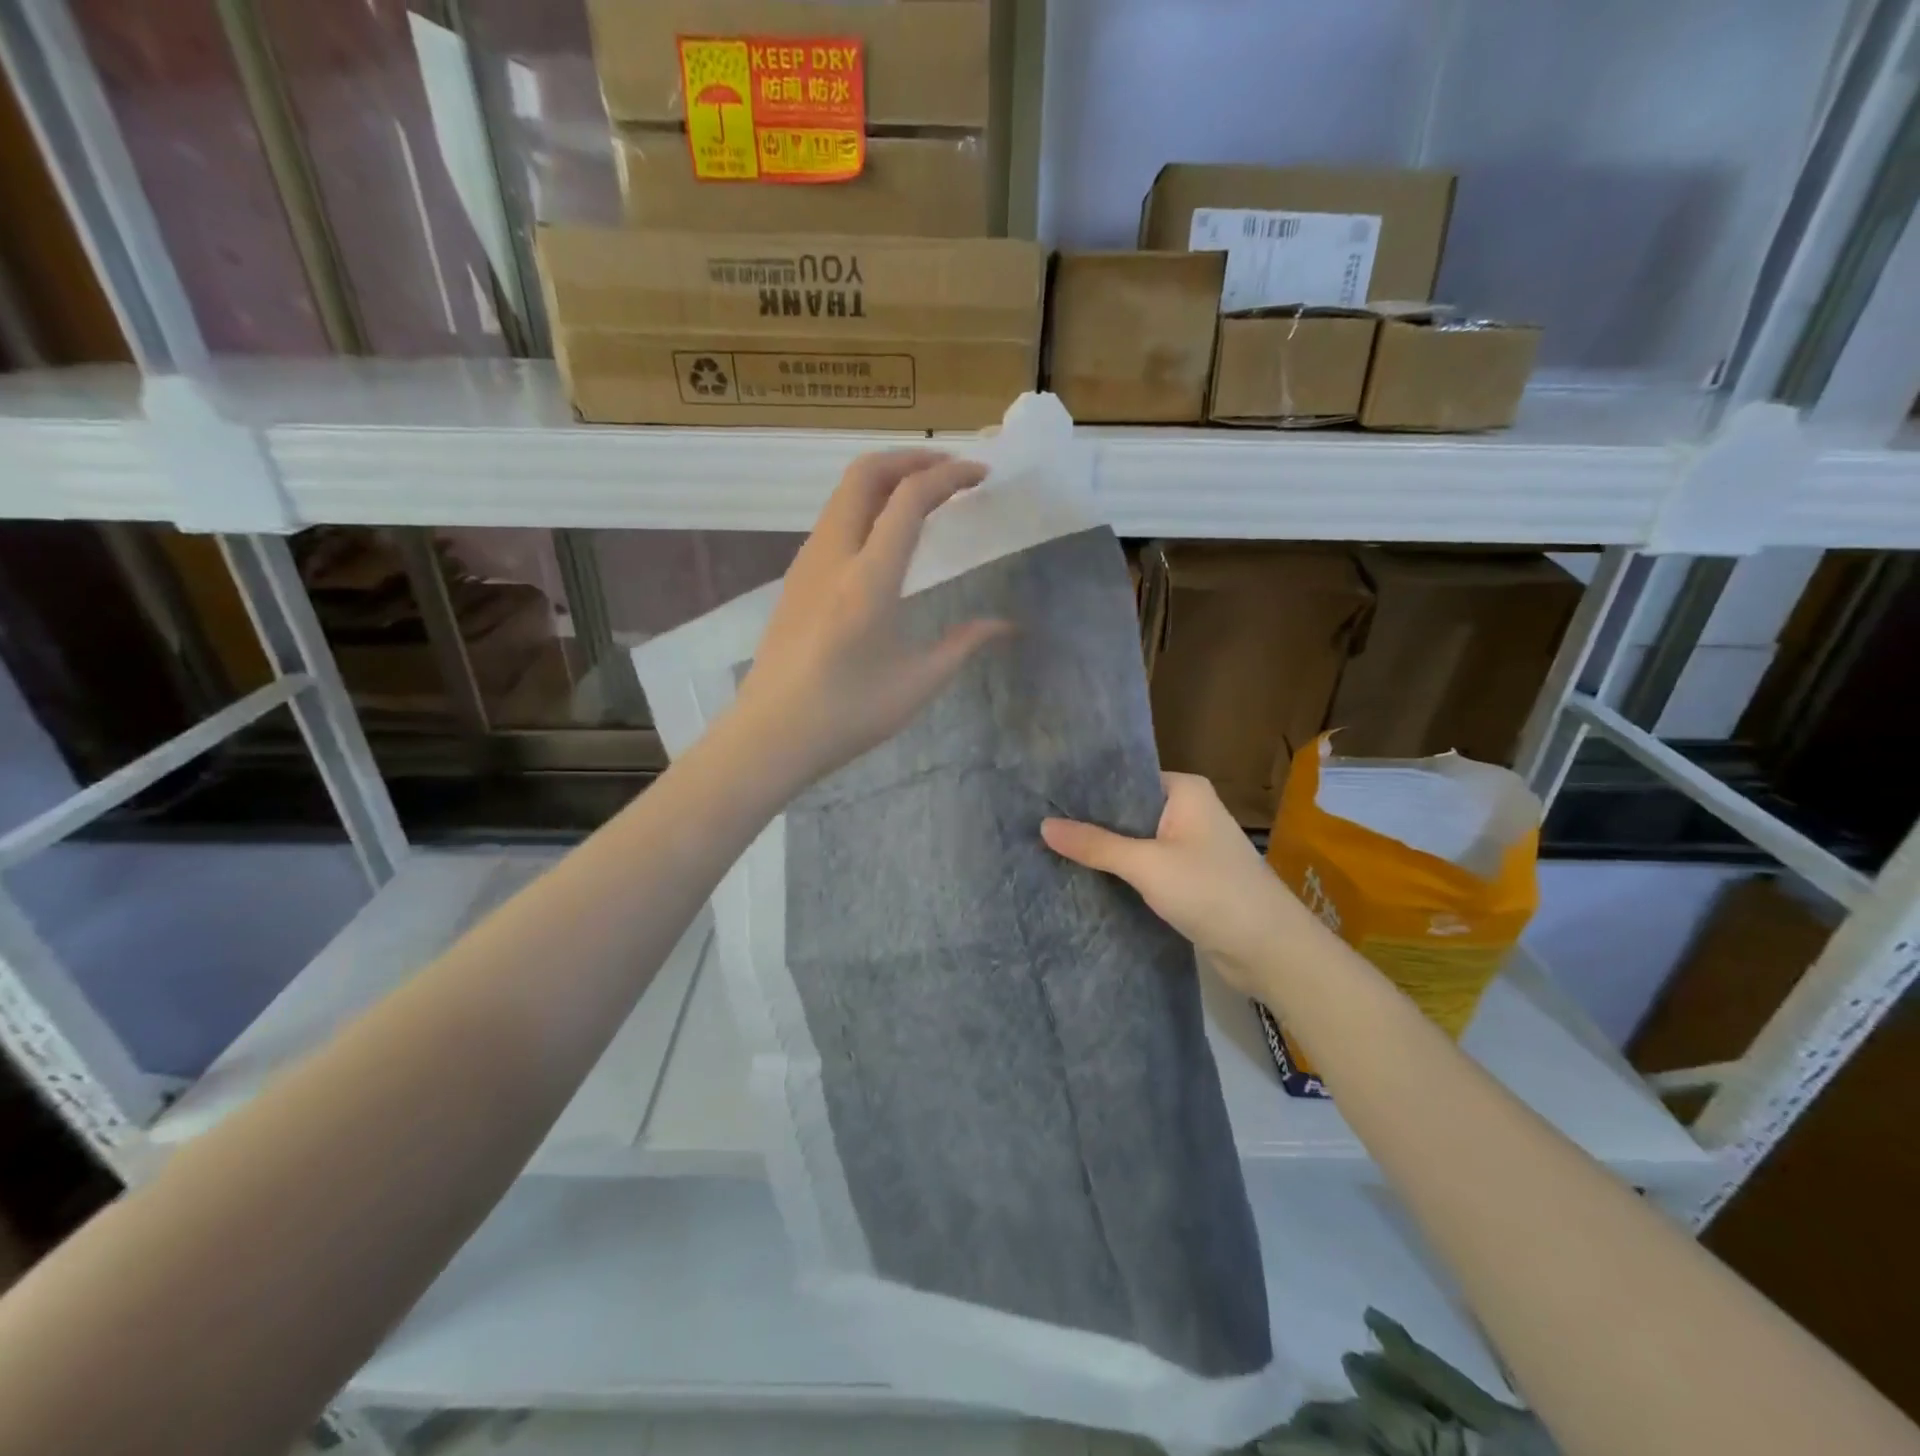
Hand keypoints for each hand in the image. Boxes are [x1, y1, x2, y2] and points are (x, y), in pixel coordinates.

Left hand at [733, 450, 1008, 788]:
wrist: (770, 736)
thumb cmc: (848, 715)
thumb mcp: (918, 683)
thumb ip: (964, 644)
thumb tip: (1007, 626)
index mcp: (868, 578)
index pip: (910, 498)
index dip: (950, 476)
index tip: (981, 475)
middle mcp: (833, 555)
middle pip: (865, 473)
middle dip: (911, 458)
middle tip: (950, 470)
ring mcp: (806, 564)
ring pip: (843, 493)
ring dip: (885, 479)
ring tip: (923, 496)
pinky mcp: (795, 579)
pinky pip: (832, 519)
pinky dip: (865, 505)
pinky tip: (885, 536)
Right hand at [1041, 772, 1307, 998]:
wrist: (1269, 950)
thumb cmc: (1211, 891)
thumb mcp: (1146, 865)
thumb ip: (1095, 844)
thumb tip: (1043, 826)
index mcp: (1185, 790)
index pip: (1126, 778)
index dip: (1087, 789)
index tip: (1044, 798)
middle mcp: (1189, 810)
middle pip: (1128, 810)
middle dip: (1091, 822)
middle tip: (1039, 826)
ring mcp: (1191, 845)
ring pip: (1136, 840)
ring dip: (1105, 850)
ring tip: (1052, 850)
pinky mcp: (1190, 878)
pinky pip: (1147, 866)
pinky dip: (1122, 871)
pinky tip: (1087, 877)